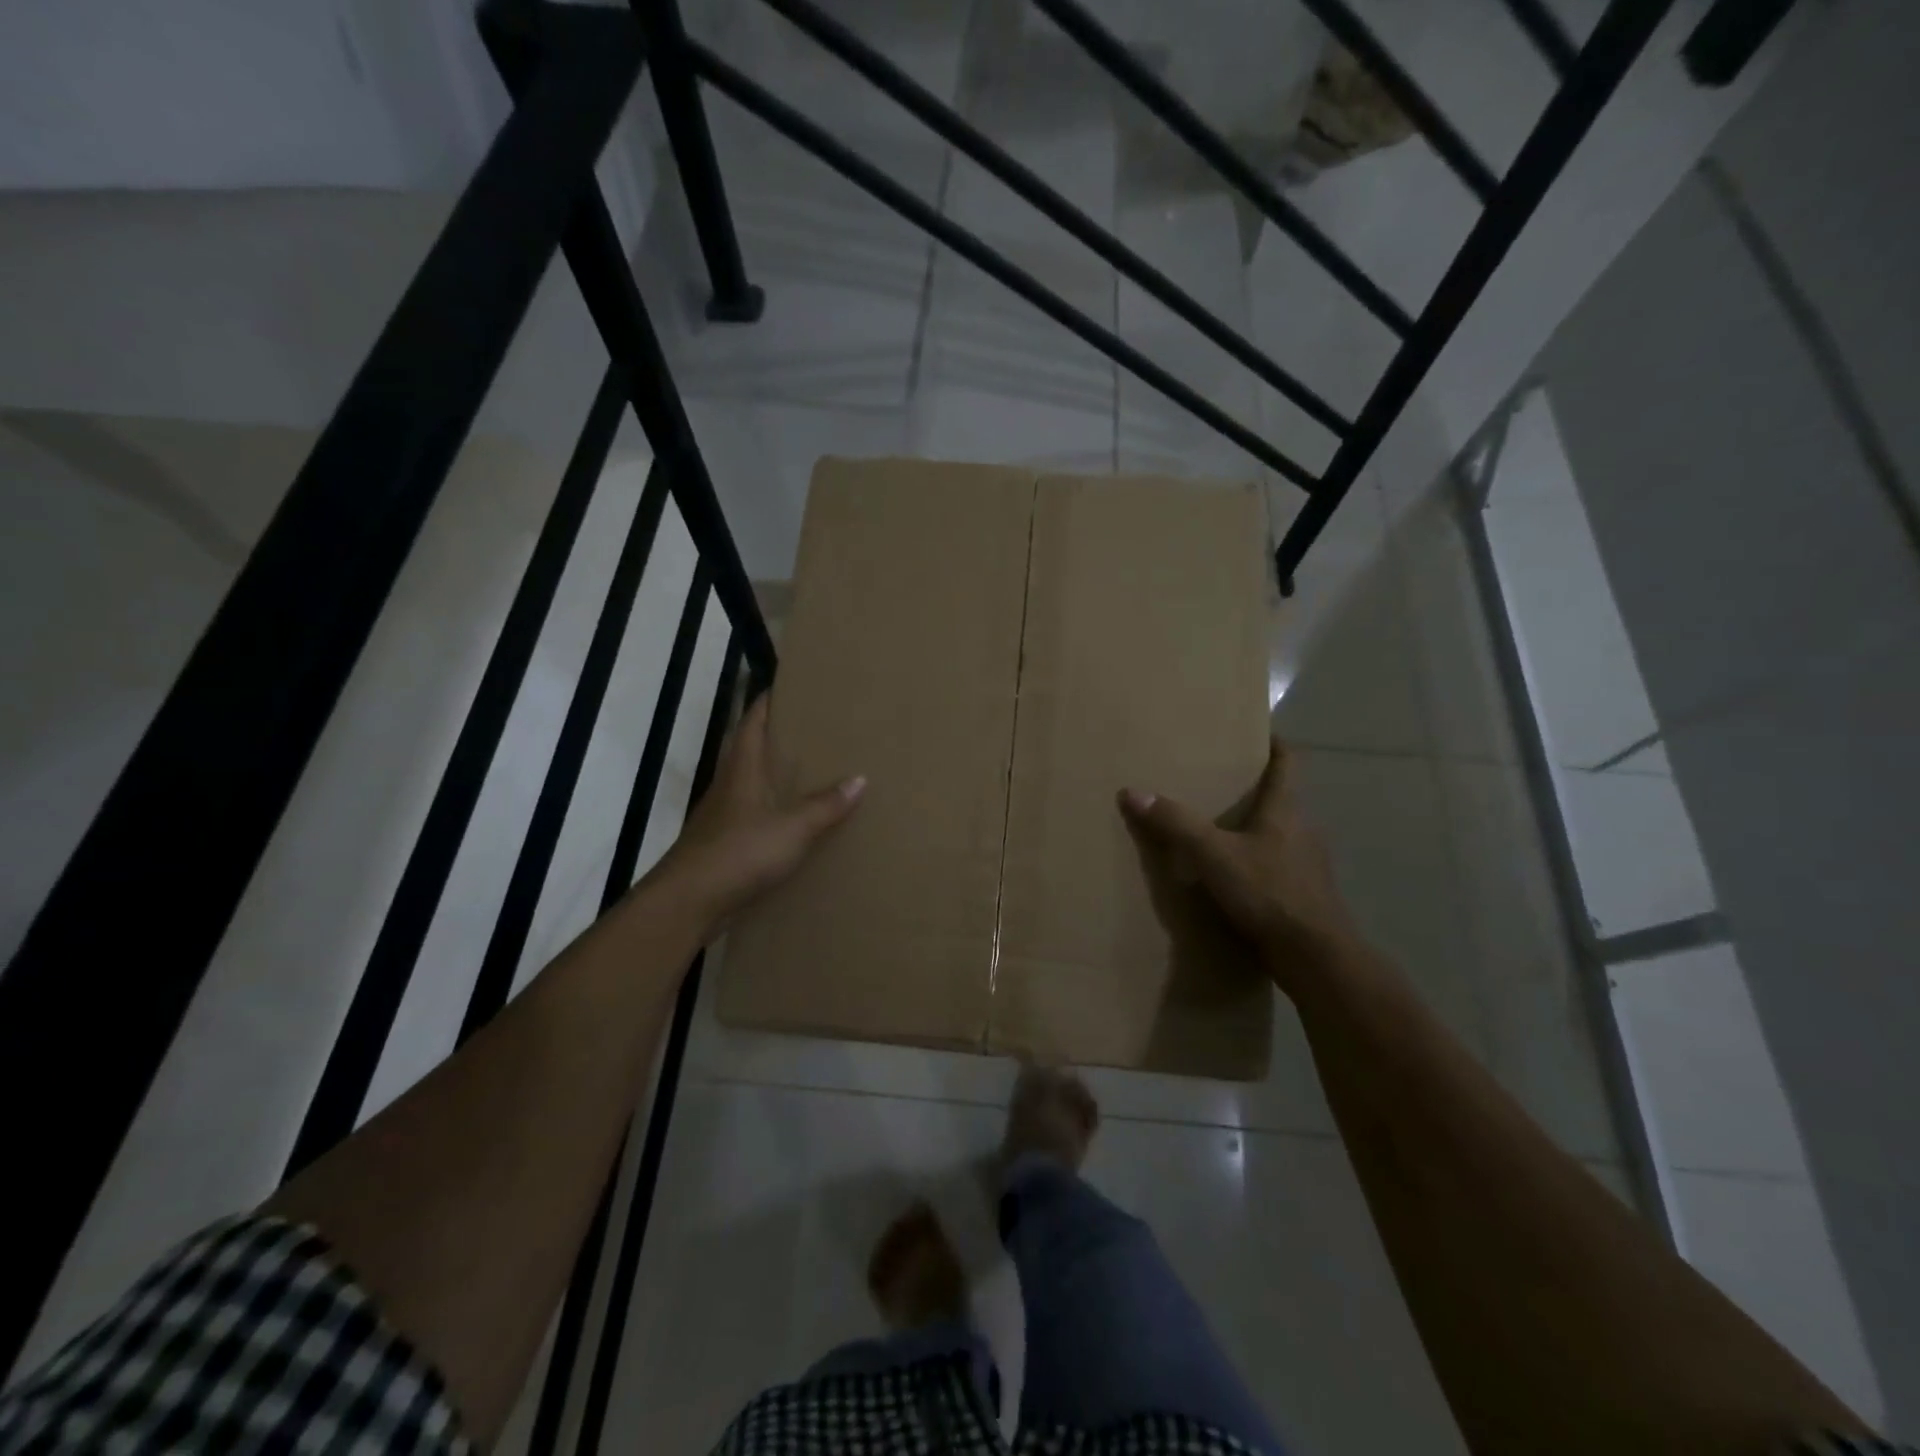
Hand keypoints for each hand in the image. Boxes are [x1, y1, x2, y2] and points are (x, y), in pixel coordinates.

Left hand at [653, 695, 864, 932]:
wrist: (688, 903)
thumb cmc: (739, 853)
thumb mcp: (792, 828)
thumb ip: (825, 805)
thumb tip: (860, 778)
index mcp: (741, 770)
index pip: (752, 723)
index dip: (767, 702)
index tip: (788, 687)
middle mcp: (728, 786)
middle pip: (750, 751)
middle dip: (776, 737)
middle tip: (811, 730)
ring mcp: (722, 817)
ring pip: (750, 785)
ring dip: (773, 776)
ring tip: (808, 773)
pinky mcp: (722, 846)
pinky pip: (752, 817)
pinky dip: (771, 812)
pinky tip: (792, 823)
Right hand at [1118, 738, 1363, 998]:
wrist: (1315, 957)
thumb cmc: (1269, 892)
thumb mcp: (1213, 854)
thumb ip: (1175, 823)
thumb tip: (1132, 791)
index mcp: (1286, 810)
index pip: (1289, 762)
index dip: (1274, 743)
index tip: (1255, 732)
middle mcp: (1302, 830)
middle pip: (1281, 797)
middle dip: (1253, 788)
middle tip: (1216, 780)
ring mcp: (1306, 865)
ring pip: (1278, 834)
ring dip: (1253, 828)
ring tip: (1217, 828)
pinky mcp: (1302, 895)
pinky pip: (1276, 866)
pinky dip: (1255, 862)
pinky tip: (1231, 876)